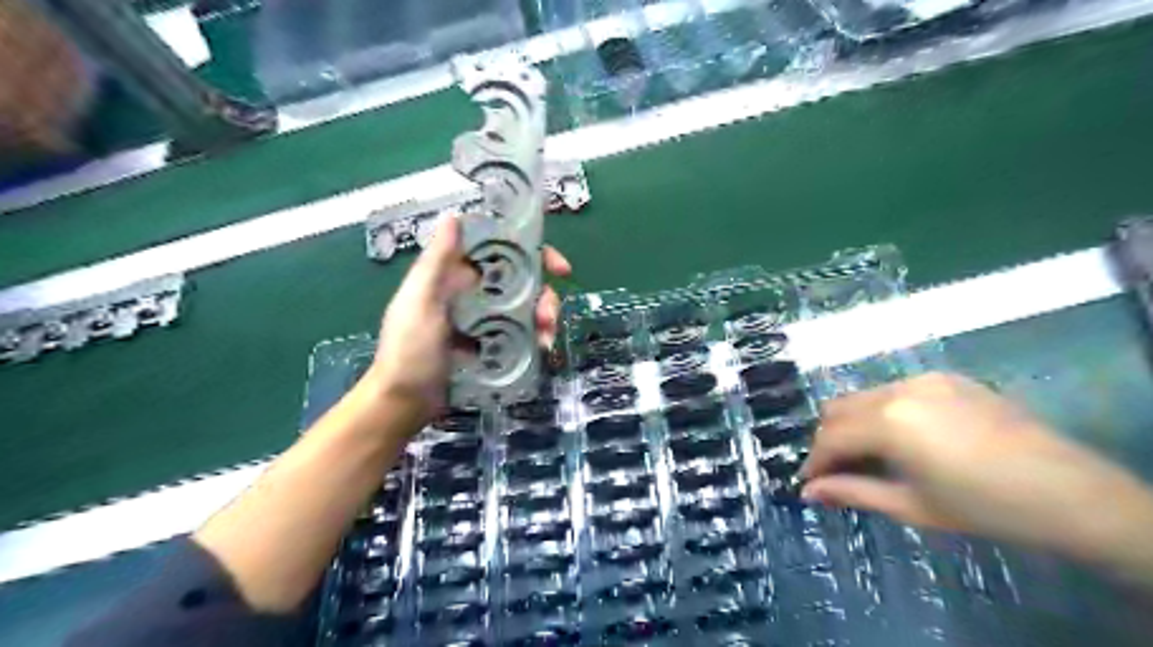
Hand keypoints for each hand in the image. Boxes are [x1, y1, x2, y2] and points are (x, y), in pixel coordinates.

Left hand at [363, 214, 571, 428]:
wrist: (405, 403)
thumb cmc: (408, 350)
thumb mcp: (419, 302)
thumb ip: (436, 262)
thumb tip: (454, 217)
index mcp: (454, 276)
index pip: (498, 251)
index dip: (530, 251)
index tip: (556, 267)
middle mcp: (474, 293)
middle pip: (522, 281)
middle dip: (543, 294)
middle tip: (549, 315)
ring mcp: (486, 321)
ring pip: (526, 308)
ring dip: (544, 318)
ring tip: (546, 339)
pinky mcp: (493, 345)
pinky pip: (522, 334)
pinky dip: (536, 338)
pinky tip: (541, 350)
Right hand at [798, 371, 1152, 562]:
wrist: (1070, 493)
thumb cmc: (985, 508)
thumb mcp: (911, 506)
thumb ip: (853, 493)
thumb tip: (807, 492)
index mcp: (888, 422)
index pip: (830, 437)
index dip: (814, 462)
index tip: (808, 482)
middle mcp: (897, 390)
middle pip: (838, 408)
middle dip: (829, 439)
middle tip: (837, 471)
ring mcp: (923, 379)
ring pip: (863, 396)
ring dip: (853, 424)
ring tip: (869, 455)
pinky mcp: (945, 378)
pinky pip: (894, 390)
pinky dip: (882, 412)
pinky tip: (902, 438)